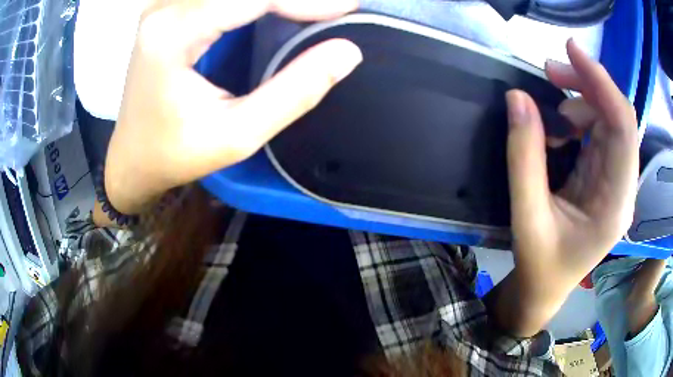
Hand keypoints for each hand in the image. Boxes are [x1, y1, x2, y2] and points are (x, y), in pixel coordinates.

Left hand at [105, 0, 362, 213]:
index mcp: (173, 34)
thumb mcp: (237, 135)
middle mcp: (165, 8)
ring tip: (311, 8)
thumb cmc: (176, 153)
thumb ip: (294, 91)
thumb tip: (346, 52)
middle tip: (336, 6)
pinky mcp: (170, 7)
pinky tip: (278, 7)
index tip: (348, 8)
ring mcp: (165, 4)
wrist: (132, 156)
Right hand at [507, 39, 638, 296]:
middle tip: (548, 71)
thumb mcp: (527, 217)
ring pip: (608, 120)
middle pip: (618, 117)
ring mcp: (615, 180)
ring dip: (579, 102)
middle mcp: (623, 186)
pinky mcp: (604, 176)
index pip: (623, 129)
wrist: (544, 288)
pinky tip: (558, 129)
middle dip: (587, 85)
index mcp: (615, 204)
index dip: (602, 84)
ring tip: (548, 117)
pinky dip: (577, 118)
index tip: (571, 51)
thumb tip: (517, 98)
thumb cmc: (540, 265)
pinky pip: (598, 132)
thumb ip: (524, 158)